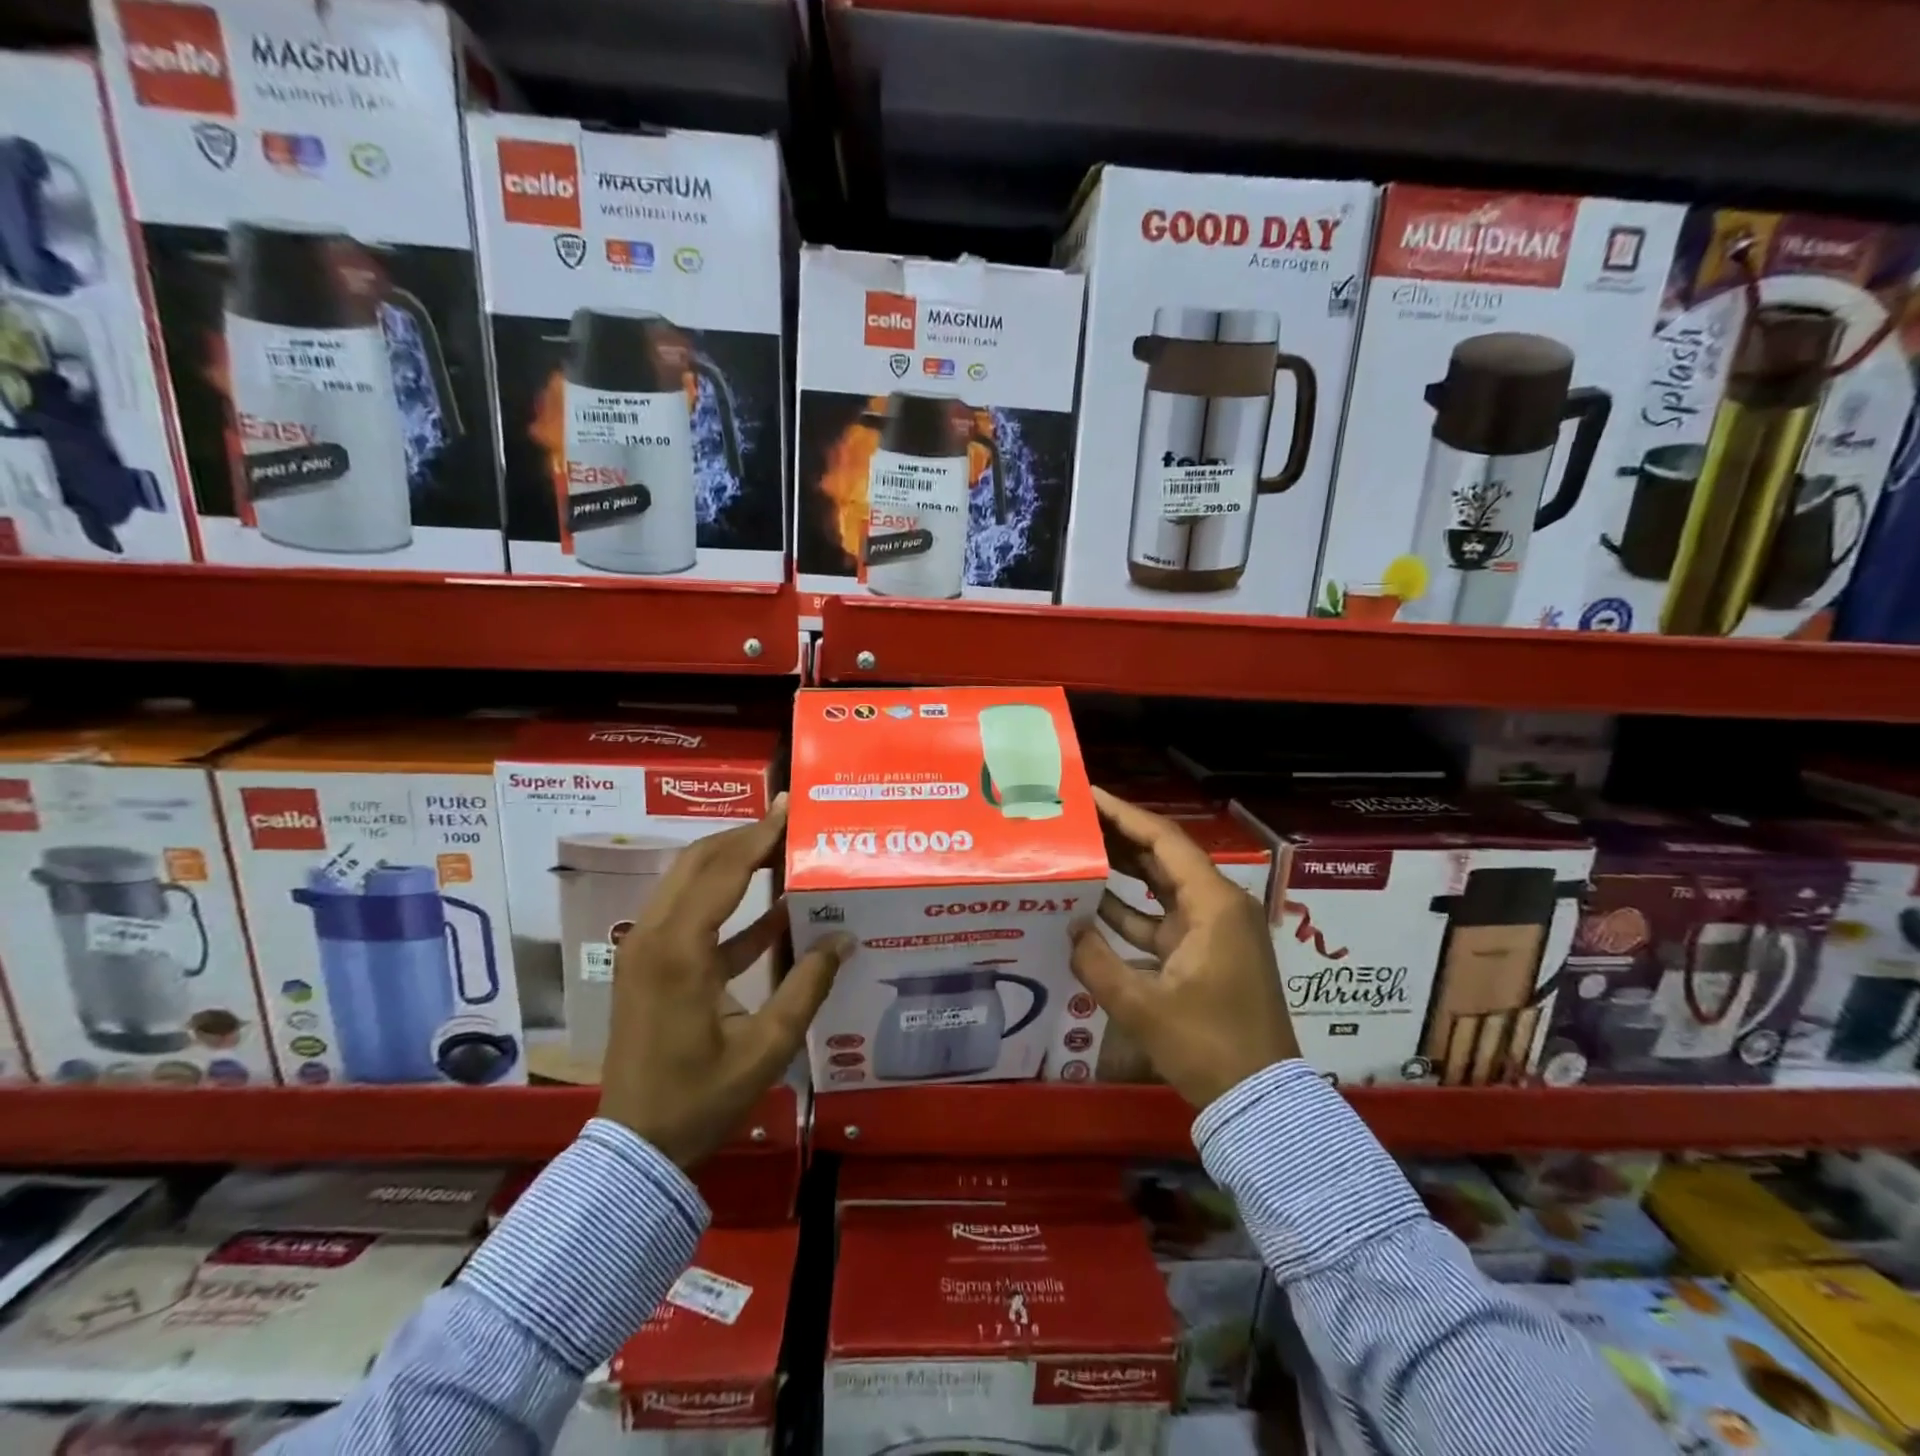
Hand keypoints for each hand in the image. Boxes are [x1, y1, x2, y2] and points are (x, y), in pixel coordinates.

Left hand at [598, 795, 850, 1167]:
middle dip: (745, 837)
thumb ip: (806, 986)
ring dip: (734, 862)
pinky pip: (690, 916)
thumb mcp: (766, 1048)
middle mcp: (654, 935)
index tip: (789, 807)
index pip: (723, 870)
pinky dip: (728, 904)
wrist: (636, 1147)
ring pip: (690, 882)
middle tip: (789, 822)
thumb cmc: (700, 1099)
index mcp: (680, 950)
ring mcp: (646, 948)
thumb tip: (844, 938)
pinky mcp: (650, 965)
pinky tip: (777, 908)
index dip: (759, 835)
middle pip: (699, 862)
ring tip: (782, 850)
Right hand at [1070, 787, 1300, 1108]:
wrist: (1259, 1100)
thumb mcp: (1143, 1006)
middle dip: (1121, 835)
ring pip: (1163, 886)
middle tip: (1077, 818)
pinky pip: (1163, 919)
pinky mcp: (1206, 953)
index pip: (1165, 841)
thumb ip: (1097, 962)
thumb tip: (1070, 927)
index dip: (1125, 814)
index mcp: (1214, 905)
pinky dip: (1132, 911)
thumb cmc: (1208, 1046)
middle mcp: (1218, 906)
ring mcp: (1213, 930)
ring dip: (1124, 870)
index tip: (1089, 795)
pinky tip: (1092, 905)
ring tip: (1080, 848)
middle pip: (1165, 856)